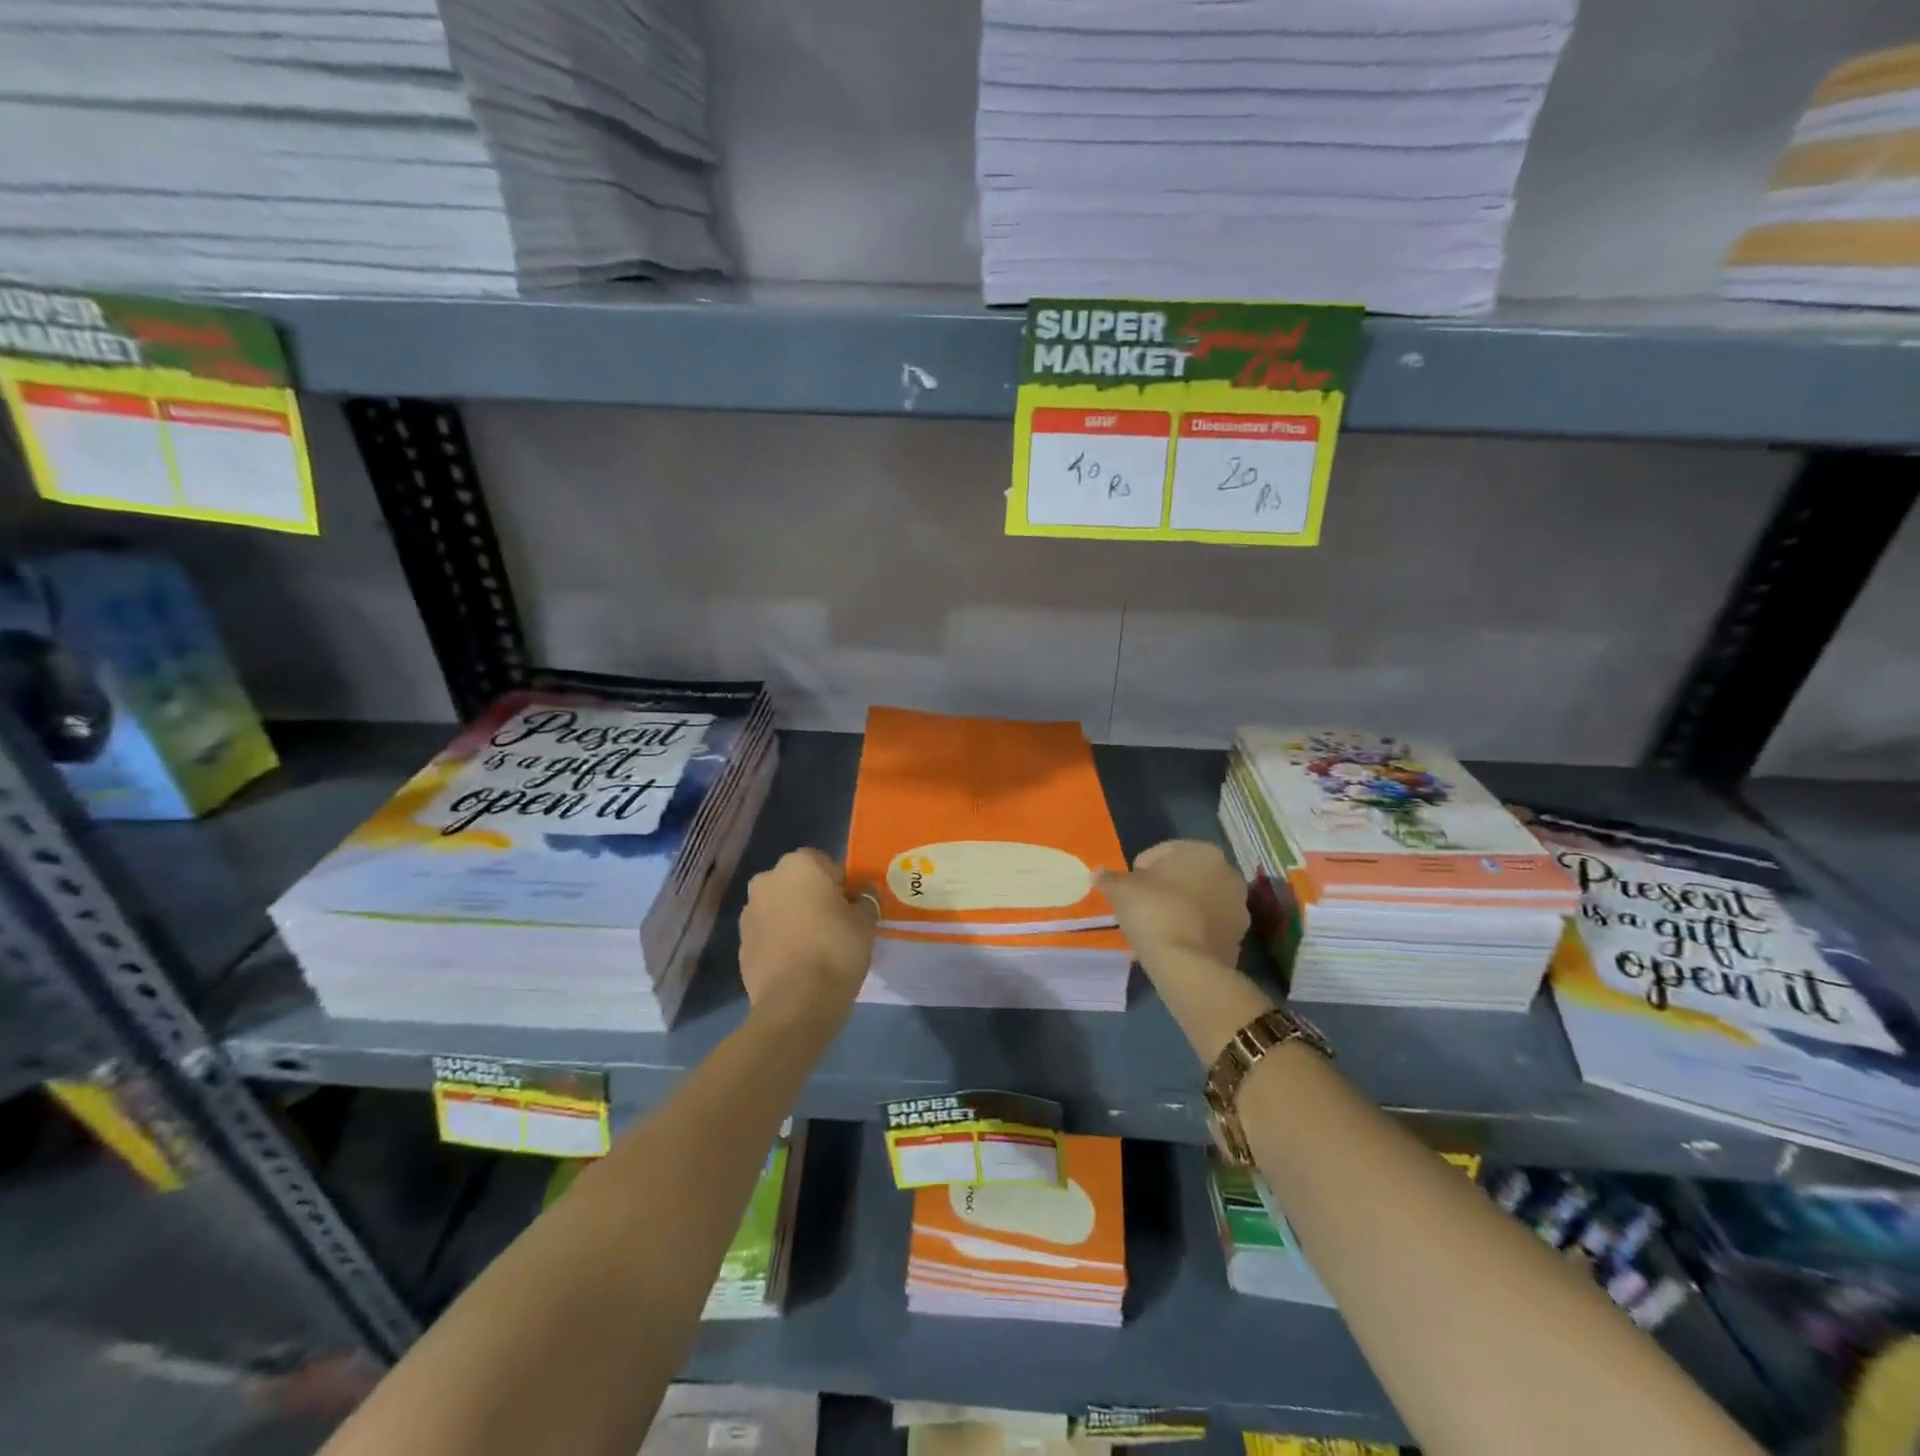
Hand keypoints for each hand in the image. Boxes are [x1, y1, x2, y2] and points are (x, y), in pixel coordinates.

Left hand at [738, 849, 877, 1024]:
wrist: (796, 1003)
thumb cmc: (836, 949)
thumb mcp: (866, 920)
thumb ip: (865, 898)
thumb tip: (861, 892)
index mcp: (798, 865)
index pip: (825, 863)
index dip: (840, 884)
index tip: (851, 907)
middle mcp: (767, 880)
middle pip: (797, 883)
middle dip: (813, 898)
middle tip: (836, 925)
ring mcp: (749, 913)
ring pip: (780, 908)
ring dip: (794, 919)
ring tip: (816, 947)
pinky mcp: (741, 945)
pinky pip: (769, 934)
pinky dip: (781, 942)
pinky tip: (799, 964)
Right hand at [1100, 840, 1271, 1065]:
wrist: (1188, 965)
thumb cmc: (1154, 912)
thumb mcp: (1121, 891)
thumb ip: (1109, 878)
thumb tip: (1098, 873)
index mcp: (1201, 851)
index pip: (1160, 853)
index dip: (1138, 871)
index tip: (1127, 891)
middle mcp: (1227, 872)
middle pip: (1183, 876)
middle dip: (1162, 890)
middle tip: (1139, 909)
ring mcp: (1238, 905)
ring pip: (1196, 901)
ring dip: (1177, 910)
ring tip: (1154, 930)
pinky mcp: (1239, 936)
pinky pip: (1206, 926)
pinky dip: (1190, 930)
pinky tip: (1170, 944)